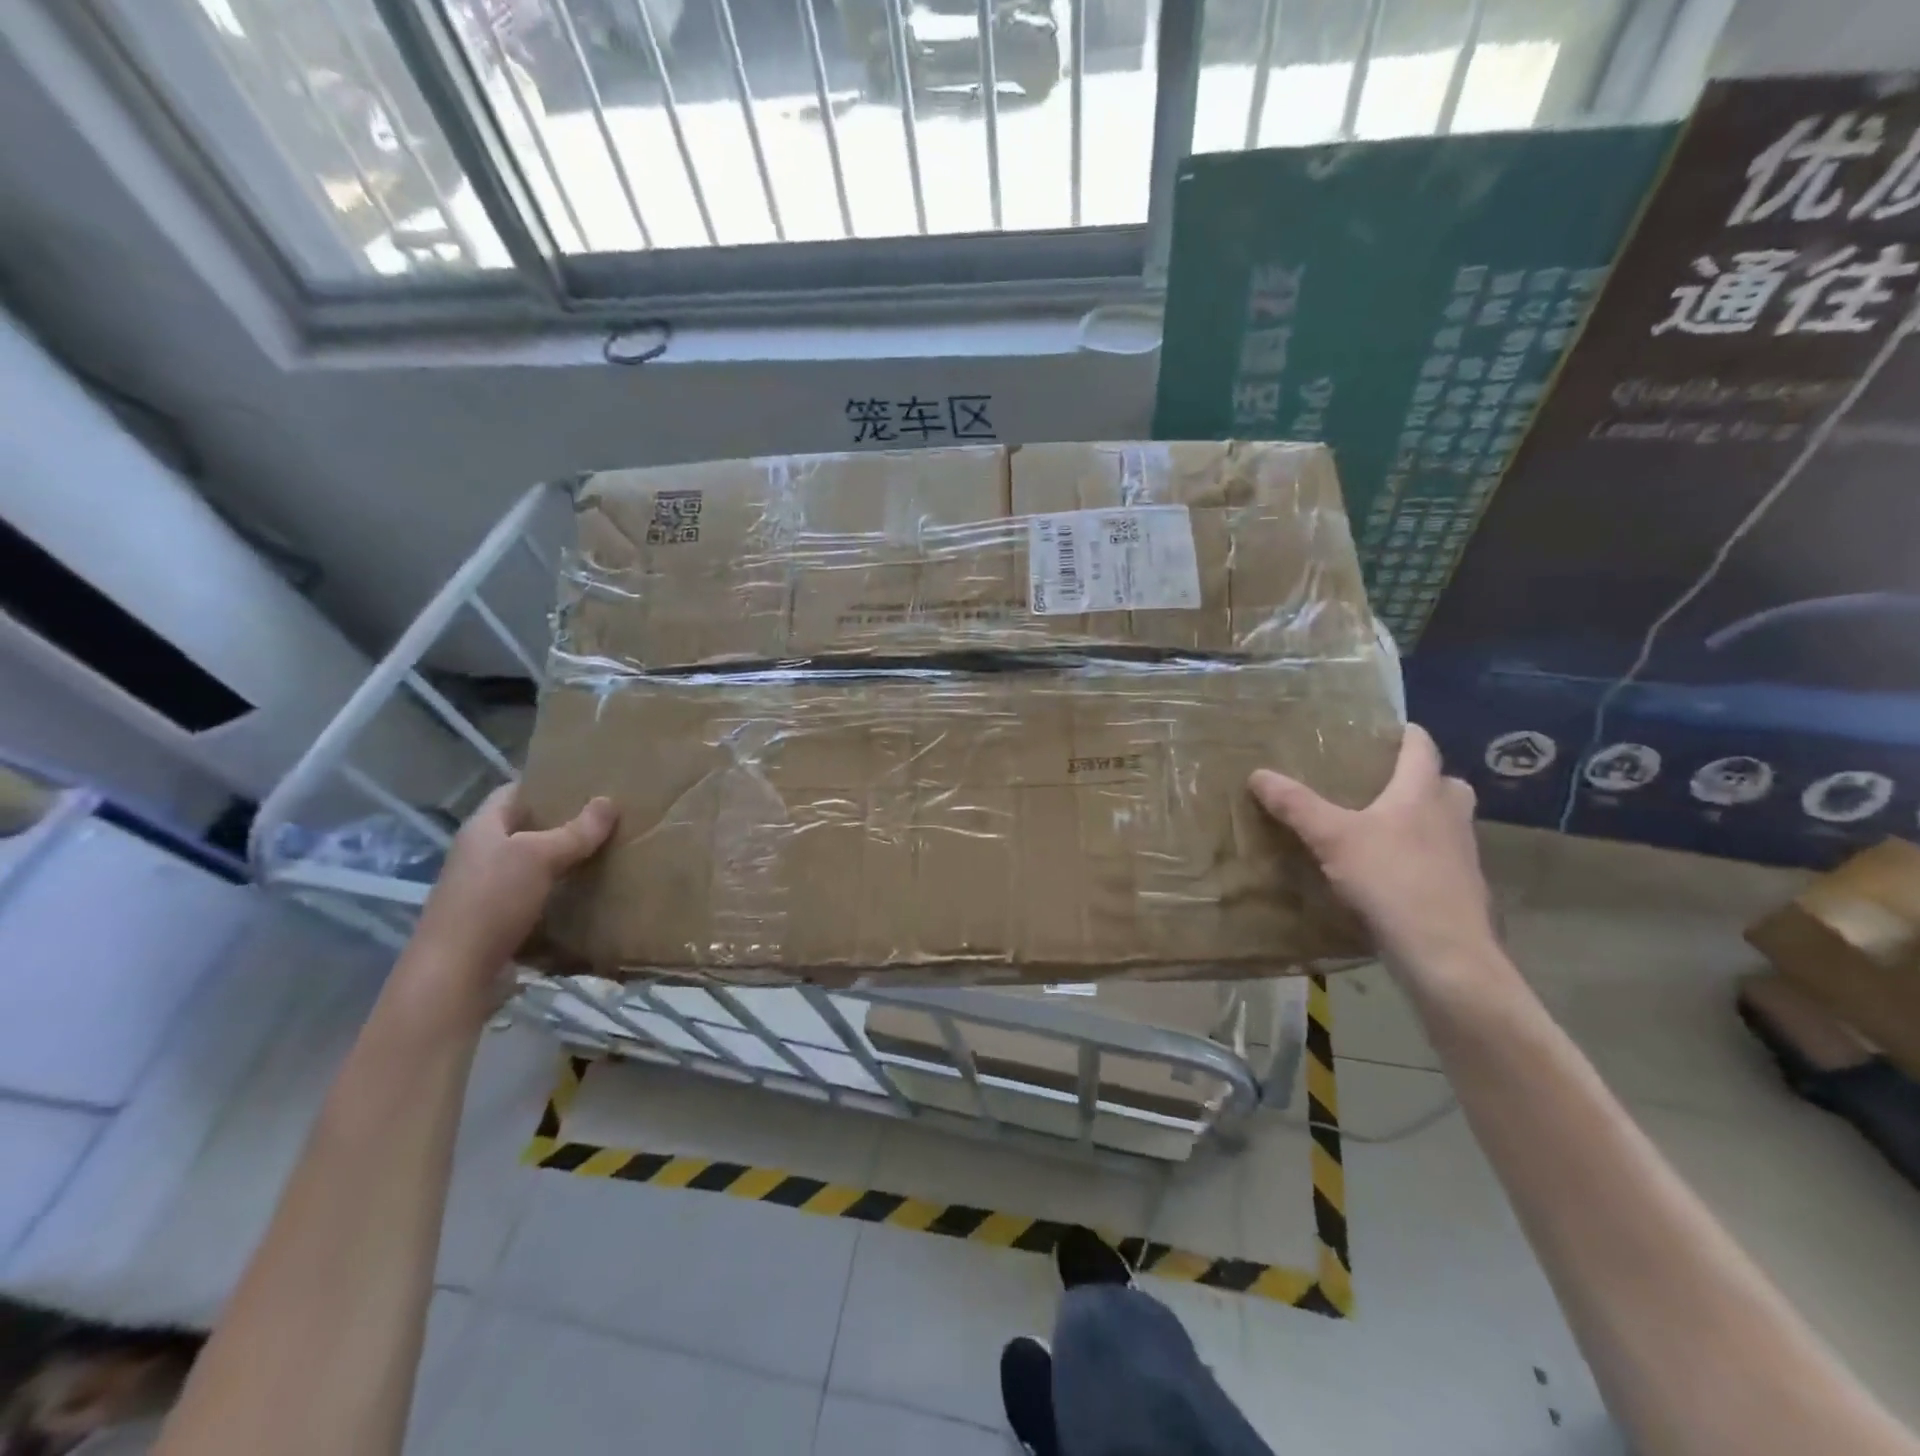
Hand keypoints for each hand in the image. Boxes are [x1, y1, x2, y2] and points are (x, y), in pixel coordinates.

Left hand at [402, 786, 616, 1025]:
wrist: (455, 974)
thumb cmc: (491, 901)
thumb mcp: (539, 857)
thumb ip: (576, 831)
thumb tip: (609, 801)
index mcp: (481, 829)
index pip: (512, 792)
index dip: (544, 783)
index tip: (584, 780)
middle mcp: (480, 855)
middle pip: (525, 828)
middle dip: (563, 822)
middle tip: (606, 815)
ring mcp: (486, 890)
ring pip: (532, 864)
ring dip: (564, 859)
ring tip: (606, 850)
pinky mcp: (498, 920)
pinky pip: (536, 896)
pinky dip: (560, 892)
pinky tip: (589, 892)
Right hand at [1249, 725, 1500, 990]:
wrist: (1444, 952)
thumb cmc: (1391, 880)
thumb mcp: (1332, 838)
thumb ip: (1296, 805)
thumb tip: (1258, 774)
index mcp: (1423, 793)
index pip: (1422, 748)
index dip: (1405, 734)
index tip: (1385, 729)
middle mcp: (1451, 816)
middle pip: (1445, 784)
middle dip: (1420, 778)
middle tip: (1383, 782)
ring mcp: (1463, 855)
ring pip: (1447, 822)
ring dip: (1424, 817)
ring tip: (1383, 826)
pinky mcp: (1463, 890)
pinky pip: (1443, 858)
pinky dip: (1422, 855)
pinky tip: (1392, 871)